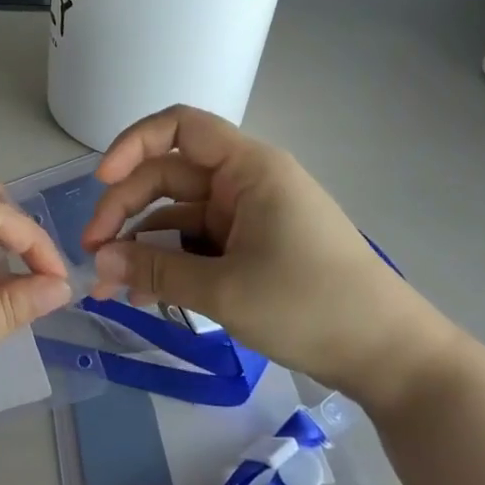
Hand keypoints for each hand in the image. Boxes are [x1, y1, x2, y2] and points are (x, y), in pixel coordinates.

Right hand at [79, 106, 459, 410]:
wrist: (391, 358)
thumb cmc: (312, 306)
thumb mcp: (224, 291)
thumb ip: (155, 271)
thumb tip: (97, 261)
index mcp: (248, 169)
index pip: (179, 127)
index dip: (132, 145)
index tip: (102, 182)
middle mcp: (244, 183)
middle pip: (167, 177)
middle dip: (125, 211)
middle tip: (93, 254)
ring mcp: (247, 216)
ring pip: (177, 215)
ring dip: (141, 245)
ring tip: (108, 286)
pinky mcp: (250, 248)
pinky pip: (196, 244)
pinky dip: (168, 263)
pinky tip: (141, 294)